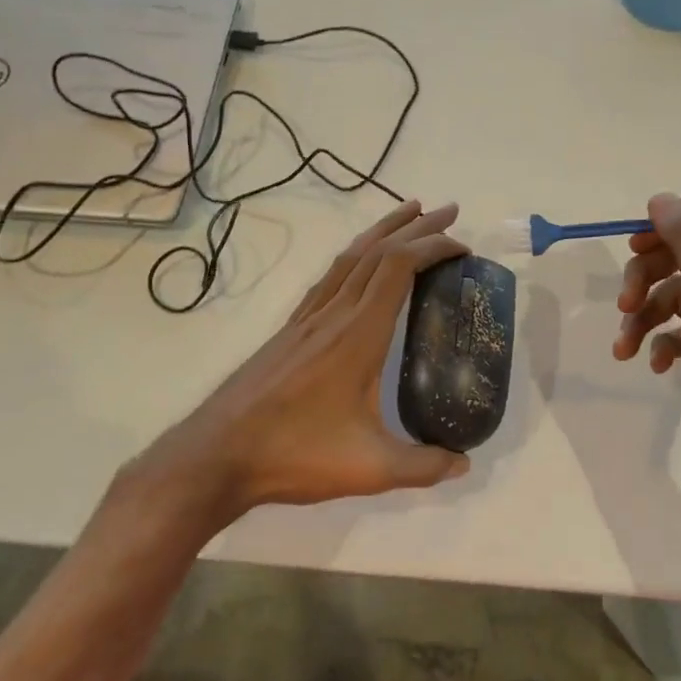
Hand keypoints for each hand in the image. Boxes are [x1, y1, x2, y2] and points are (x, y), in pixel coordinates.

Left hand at [115, 200, 471, 542]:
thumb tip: (463, 464)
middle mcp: (332, 315)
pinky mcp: (289, 331)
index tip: (463, 247)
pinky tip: (358, 263)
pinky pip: (328, 277)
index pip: (399, 268)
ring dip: (382, 231)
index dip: (433, 247)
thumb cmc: (295, 455)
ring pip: (348, 258)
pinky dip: (353, 257)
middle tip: (449, 212)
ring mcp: (306, 320)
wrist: (217, 455)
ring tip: (410, 214)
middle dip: (416, 227)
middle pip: (376, 252)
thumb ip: (423, 466)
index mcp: (357, 335)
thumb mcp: (370, 468)